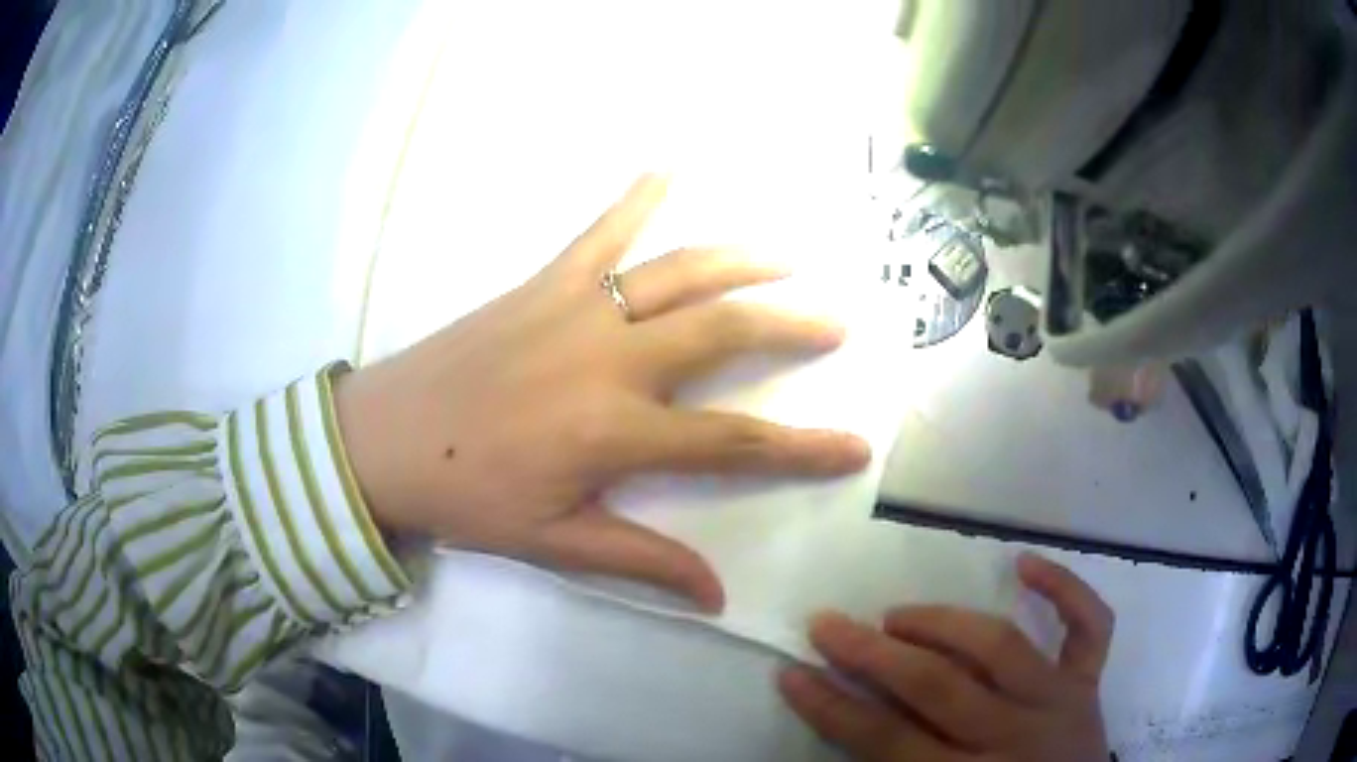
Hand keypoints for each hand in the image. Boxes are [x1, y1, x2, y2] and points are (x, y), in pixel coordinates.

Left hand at [334, 175, 869, 610]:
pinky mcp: (542, 283)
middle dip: (790, 324)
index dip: (803, 448)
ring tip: (787, 255)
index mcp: (615, 432)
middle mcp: (610, 360)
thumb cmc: (465, 497)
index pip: (734, 443)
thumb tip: (716, 597)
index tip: (857, 446)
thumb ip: (641, 560)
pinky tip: (667, 165)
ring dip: (740, 258)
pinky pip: (598, 232)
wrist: (383, 440)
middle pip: (723, 331)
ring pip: (677, 271)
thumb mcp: (554, 542)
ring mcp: (576, 309)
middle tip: (836, 320)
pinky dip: (636, 197)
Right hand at [779, 553, 1113, 760]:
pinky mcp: (1088, 683)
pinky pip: (1089, 627)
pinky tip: (1024, 564)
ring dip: (943, 623)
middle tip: (828, 624)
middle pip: (936, 687)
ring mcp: (1059, 702)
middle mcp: (1014, 736)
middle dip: (872, 654)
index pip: (885, 740)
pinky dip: (1065, 590)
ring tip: (898, 616)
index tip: (791, 673)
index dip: (832, 707)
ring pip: (1000, 647)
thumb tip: (849, 722)